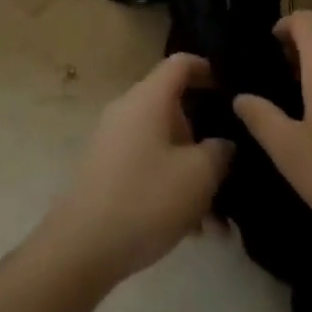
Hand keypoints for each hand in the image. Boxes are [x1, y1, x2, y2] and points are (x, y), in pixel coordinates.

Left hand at [39, 54, 233, 287]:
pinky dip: (170, 188)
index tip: (230, 88)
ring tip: (216, 221)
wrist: (81, 247)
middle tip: (229, 169)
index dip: (207, 69)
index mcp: (148, 98)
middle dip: (204, 140)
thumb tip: (222, 144)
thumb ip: (220, 152)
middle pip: (174, 110)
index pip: (180, 64)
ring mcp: (113, 142)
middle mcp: (128, 111)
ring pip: (164, 146)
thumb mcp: (199, 175)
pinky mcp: (105, 171)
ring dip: (191, 175)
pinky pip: (147, 167)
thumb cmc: (146, 198)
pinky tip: (191, 231)